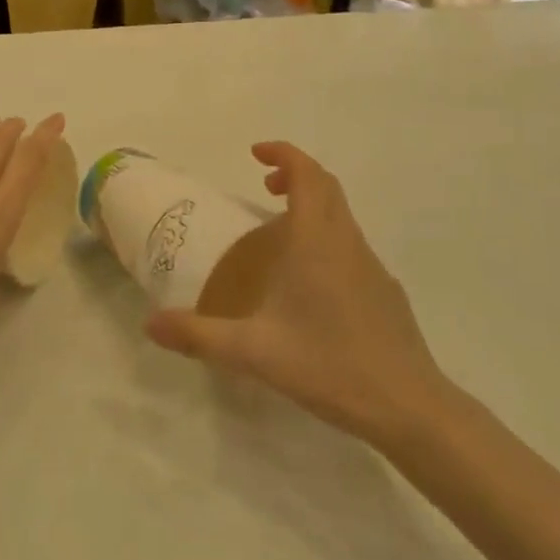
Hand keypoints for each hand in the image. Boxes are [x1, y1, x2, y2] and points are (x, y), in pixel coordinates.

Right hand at [146, 142, 445, 448]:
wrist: (408, 406)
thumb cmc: (329, 364)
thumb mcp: (254, 352)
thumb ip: (199, 335)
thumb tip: (150, 325)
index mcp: (317, 240)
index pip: (307, 174)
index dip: (284, 154)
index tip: (256, 154)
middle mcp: (347, 241)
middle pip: (326, 186)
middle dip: (296, 174)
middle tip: (264, 186)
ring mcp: (371, 265)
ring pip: (342, 215)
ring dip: (312, 205)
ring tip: (280, 231)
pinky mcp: (385, 290)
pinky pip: (351, 243)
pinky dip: (327, 235)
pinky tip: (311, 280)